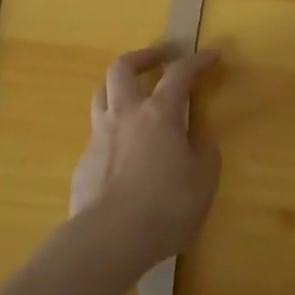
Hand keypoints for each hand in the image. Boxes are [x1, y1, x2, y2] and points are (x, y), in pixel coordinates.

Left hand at [70, 46, 221, 267]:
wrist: (108, 239)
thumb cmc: (164, 206)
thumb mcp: (202, 183)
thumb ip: (205, 155)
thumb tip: (201, 142)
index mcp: (160, 113)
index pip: (180, 73)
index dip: (197, 60)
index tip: (211, 55)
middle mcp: (126, 115)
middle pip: (122, 68)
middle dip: (141, 56)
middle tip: (157, 59)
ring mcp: (99, 137)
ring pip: (101, 94)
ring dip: (118, 86)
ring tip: (132, 94)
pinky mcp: (83, 163)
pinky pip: (97, 133)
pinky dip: (111, 129)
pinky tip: (122, 150)